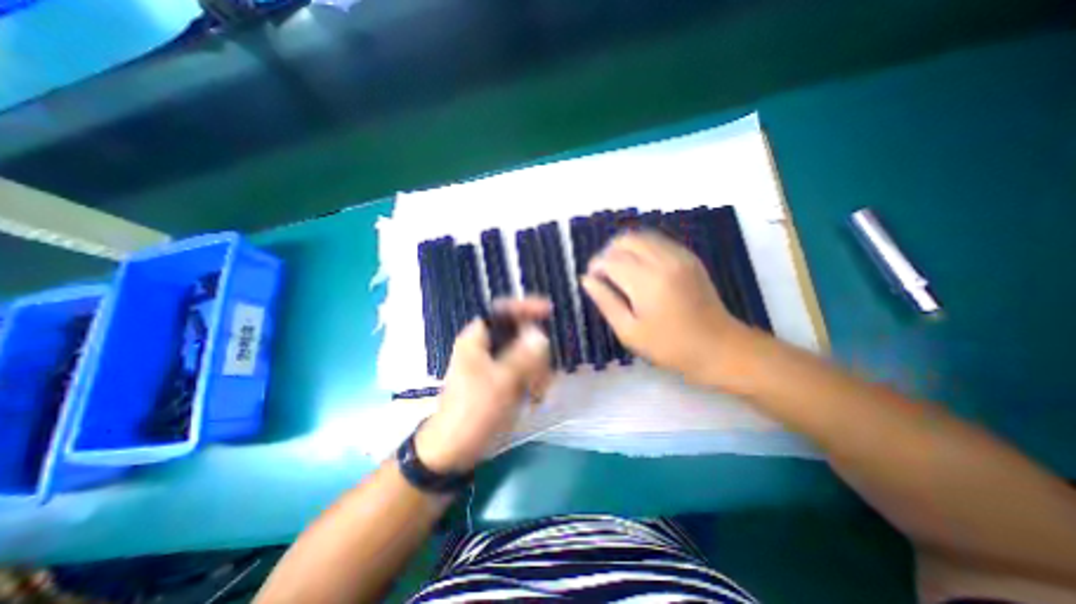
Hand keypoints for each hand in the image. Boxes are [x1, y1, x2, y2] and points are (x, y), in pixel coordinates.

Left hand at [412, 300, 550, 473]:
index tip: (548, 311)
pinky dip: (532, 382)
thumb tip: (540, 334)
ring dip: (536, 371)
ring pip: (525, 354)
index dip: (525, 306)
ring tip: (538, 393)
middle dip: (535, 353)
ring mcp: (494, 365)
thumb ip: (523, 356)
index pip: (502, 310)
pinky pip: (523, 371)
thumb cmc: (472, 412)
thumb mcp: (501, 382)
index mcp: (477, 339)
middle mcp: (485, 347)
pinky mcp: (501, 380)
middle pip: (519, 335)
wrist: (454, 450)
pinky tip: (534, 398)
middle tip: (541, 374)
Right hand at [581, 231, 749, 381]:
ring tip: (620, 270)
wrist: (719, 347)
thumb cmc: (669, 346)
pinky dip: (642, 248)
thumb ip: (605, 302)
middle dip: (608, 253)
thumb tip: (586, 280)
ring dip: (624, 248)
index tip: (592, 281)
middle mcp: (662, 260)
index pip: (610, 260)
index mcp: (646, 281)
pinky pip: (658, 241)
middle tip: (604, 274)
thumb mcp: (629, 331)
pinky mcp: (689, 257)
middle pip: (625, 240)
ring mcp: (679, 255)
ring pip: (641, 236)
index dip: (595, 267)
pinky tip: (640, 268)